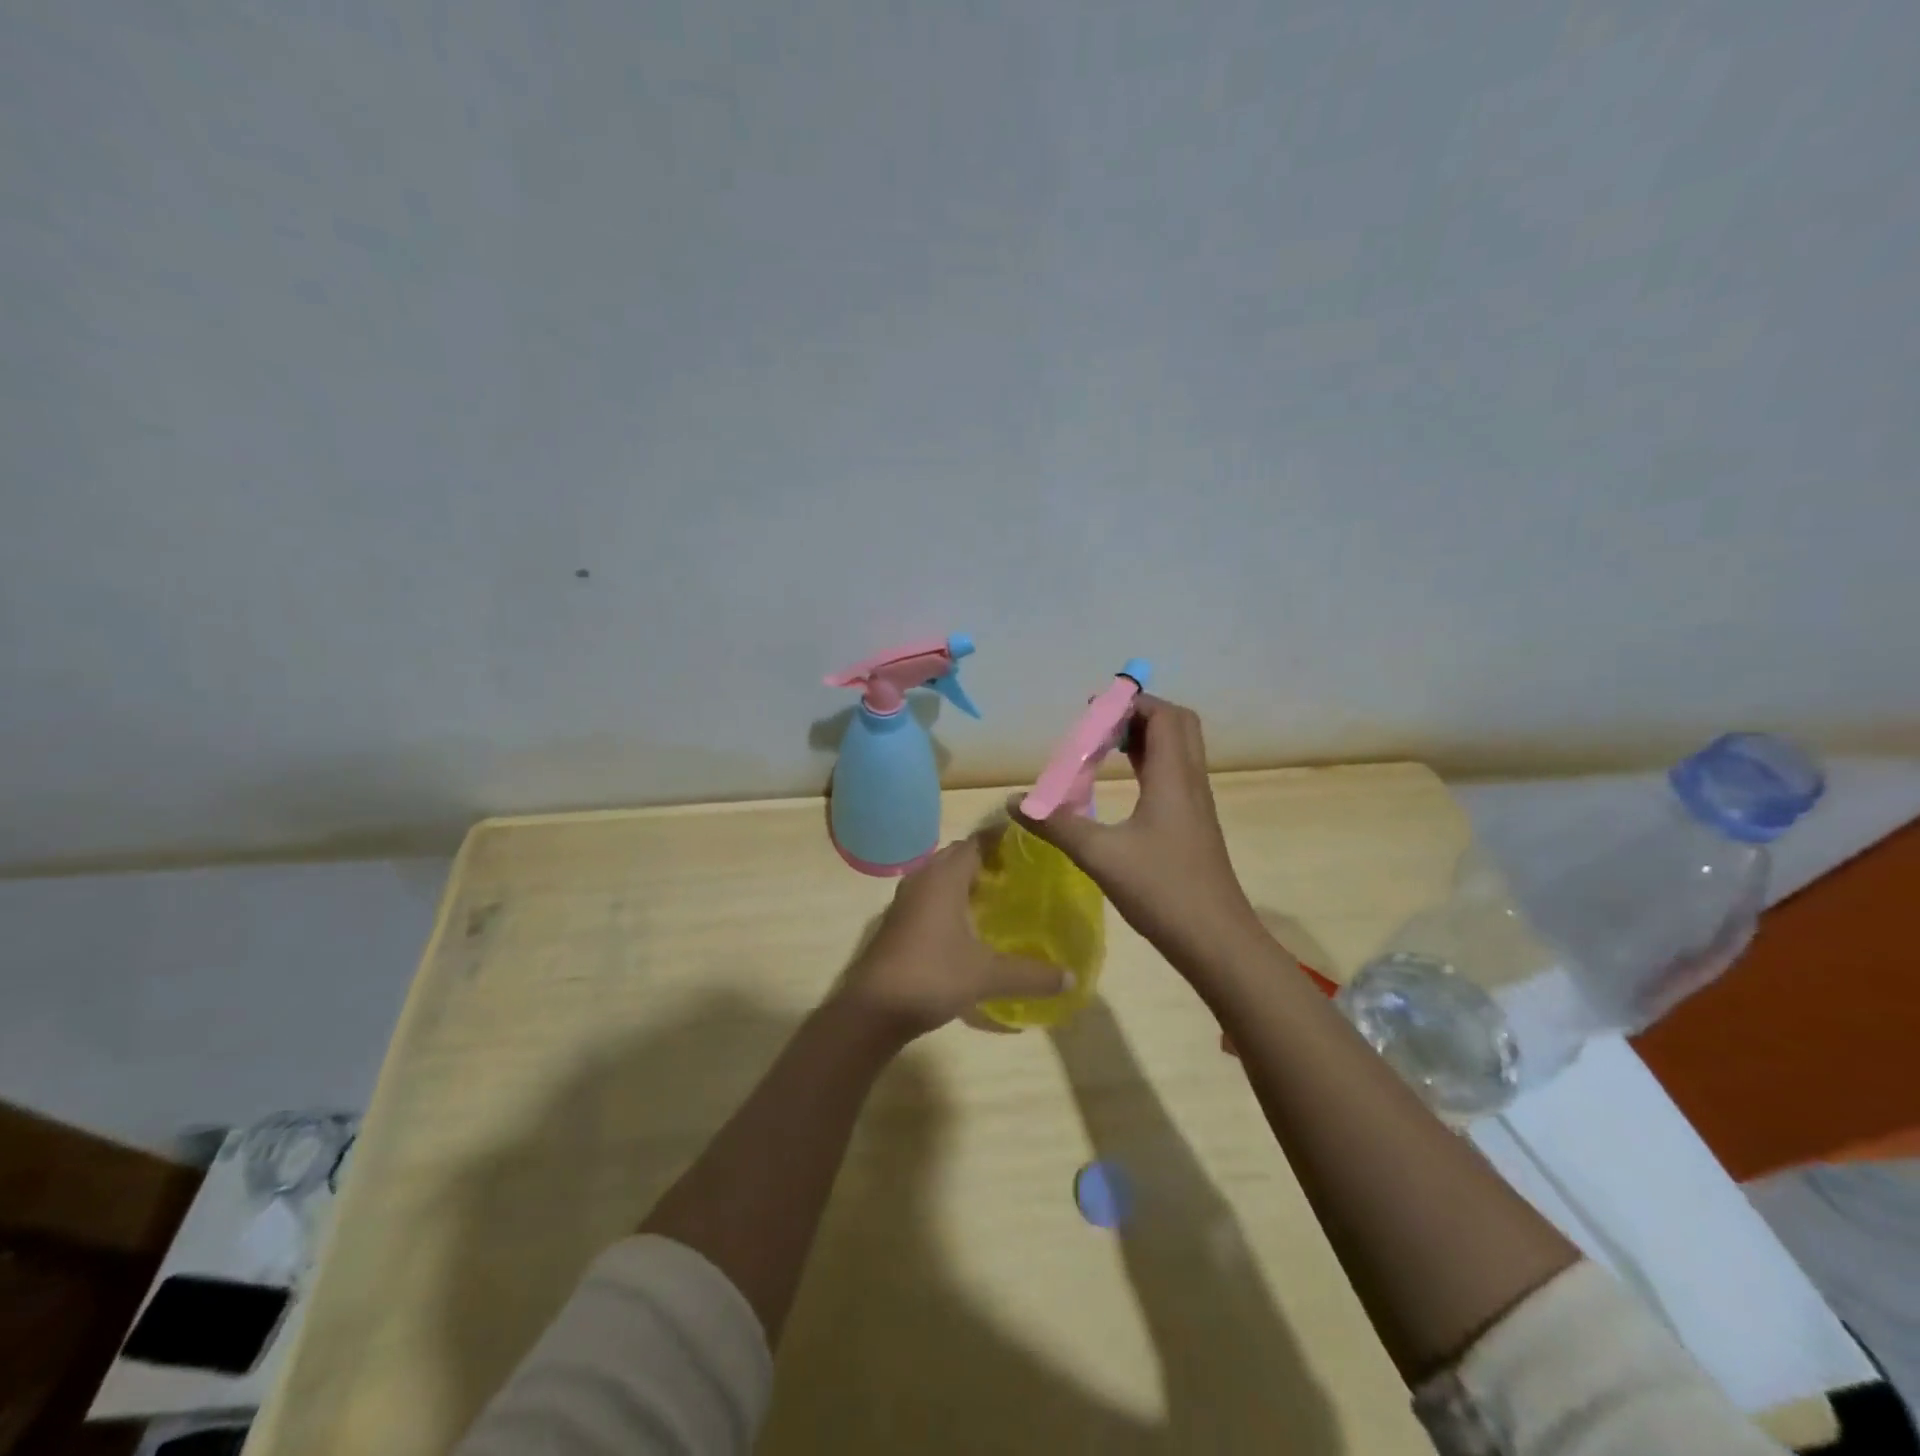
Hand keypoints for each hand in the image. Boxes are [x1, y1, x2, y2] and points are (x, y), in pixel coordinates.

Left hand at [836, 837, 1068, 1041]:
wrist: (872, 1010)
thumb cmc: (932, 977)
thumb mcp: (987, 975)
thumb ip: (1031, 974)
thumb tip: (1071, 978)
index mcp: (944, 878)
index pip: (976, 842)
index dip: (1001, 840)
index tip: (1030, 844)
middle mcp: (922, 879)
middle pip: (957, 856)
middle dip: (986, 858)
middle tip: (1020, 872)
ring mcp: (905, 900)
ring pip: (940, 876)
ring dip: (966, 879)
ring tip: (999, 895)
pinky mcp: (898, 921)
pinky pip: (929, 895)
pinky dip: (950, 898)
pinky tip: (969, 923)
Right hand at [1012, 694, 1261, 974]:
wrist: (1217, 941)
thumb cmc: (1162, 891)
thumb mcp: (1101, 856)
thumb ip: (1057, 825)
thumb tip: (1013, 802)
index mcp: (1173, 778)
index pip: (1163, 715)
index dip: (1130, 702)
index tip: (1092, 708)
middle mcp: (1190, 782)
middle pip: (1177, 725)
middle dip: (1139, 714)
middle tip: (1099, 725)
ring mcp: (1196, 804)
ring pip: (1178, 750)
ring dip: (1145, 738)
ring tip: (1103, 746)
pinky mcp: (1194, 825)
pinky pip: (1175, 775)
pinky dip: (1150, 764)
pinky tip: (1124, 785)